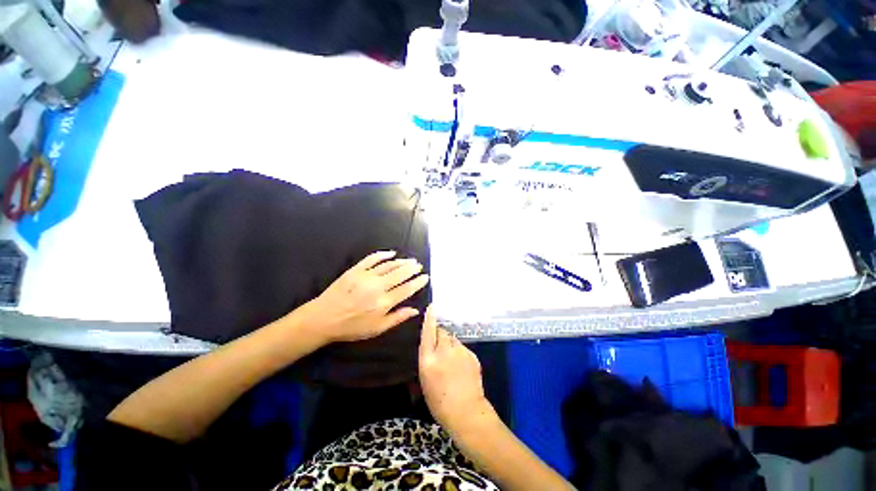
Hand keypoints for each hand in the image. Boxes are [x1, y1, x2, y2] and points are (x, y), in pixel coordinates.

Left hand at [302, 250, 429, 343]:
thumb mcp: (376, 329)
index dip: (418, 282)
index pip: (407, 289)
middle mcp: (378, 287)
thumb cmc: (351, 327)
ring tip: (410, 260)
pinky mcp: (356, 270)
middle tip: (419, 265)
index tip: (425, 277)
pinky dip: (383, 255)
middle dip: (412, 268)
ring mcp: (366, 276)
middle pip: (400, 274)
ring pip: (389, 265)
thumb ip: (397, 318)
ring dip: (402, 262)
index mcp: (384, 302)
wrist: (323, 318)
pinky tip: (392, 253)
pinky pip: (372, 258)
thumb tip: (415, 310)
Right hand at [419, 305, 490, 430]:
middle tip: (440, 349)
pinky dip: (459, 352)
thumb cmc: (439, 401)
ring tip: (451, 361)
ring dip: (450, 344)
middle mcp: (444, 351)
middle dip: (440, 336)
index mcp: (428, 360)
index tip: (431, 307)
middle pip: (442, 332)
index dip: (429, 319)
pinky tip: (461, 367)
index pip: (428, 332)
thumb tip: (431, 345)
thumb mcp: (424, 380)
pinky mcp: (472, 354)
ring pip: (453, 339)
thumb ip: (427, 358)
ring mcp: (460, 352)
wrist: (466, 412)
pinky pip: (462, 347)